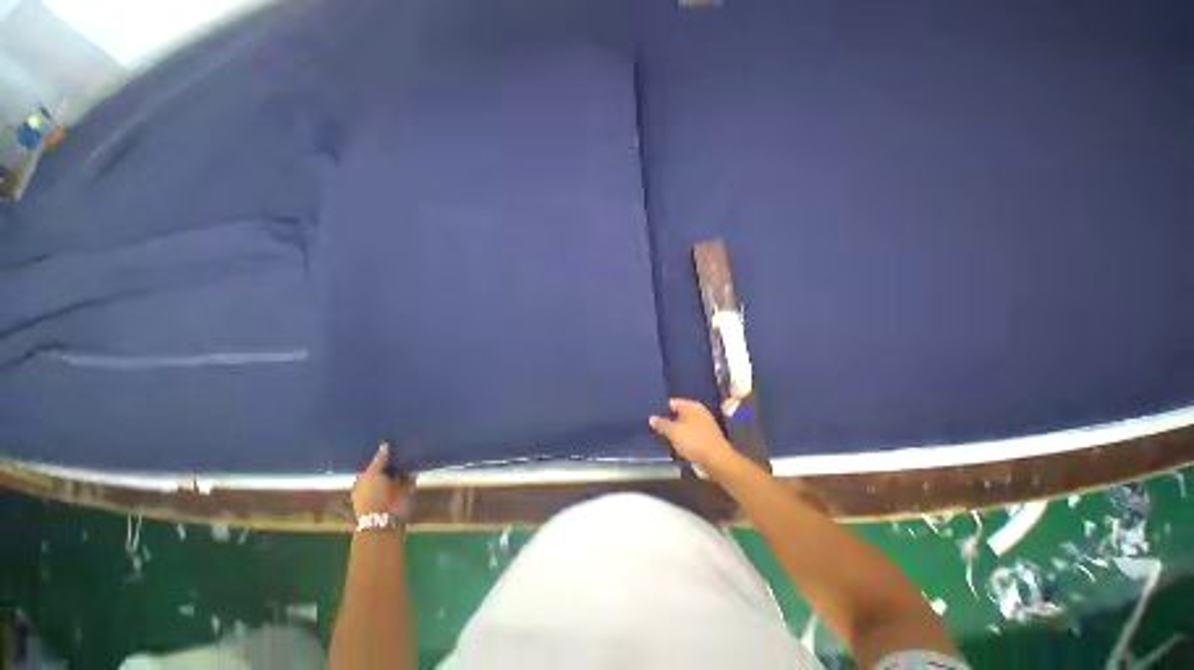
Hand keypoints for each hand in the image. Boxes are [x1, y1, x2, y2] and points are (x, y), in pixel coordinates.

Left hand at [352, 444, 414, 517]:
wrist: (384, 517)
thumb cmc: (371, 495)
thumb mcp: (372, 475)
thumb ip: (379, 460)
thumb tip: (385, 444)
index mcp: (366, 479)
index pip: (374, 463)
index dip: (381, 453)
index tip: (389, 439)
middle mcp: (380, 481)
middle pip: (388, 465)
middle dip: (395, 456)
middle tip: (404, 438)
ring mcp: (393, 485)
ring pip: (401, 469)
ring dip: (405, 462)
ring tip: (413, 444)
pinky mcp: (406, 488)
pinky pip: (411, 475)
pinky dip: (415, 469)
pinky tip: (419, 457)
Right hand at [649, 398, 743, 475]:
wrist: (717, 461)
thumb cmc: (694, 441)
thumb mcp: (673, 432)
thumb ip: (661, 424)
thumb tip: (652, 418)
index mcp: (691, 406)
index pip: (671, 403)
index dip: (660, 409)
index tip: (650, 416)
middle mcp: (698, 411)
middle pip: (677, 413)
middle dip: (667, 420)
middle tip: (653, 427)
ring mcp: (704, 424)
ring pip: (683, 425)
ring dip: (674, 431)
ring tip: (661, 436)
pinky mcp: (706, 436)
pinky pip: (690, 434)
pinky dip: (682, 437)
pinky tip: (675, 444)